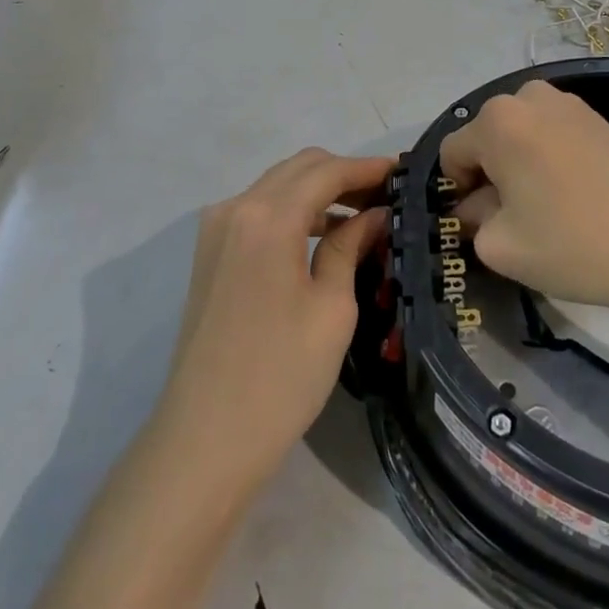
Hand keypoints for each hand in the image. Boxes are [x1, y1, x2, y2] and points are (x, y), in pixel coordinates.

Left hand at [153, 149, 391, 495]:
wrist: (204, 441)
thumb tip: (374, 214)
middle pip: (300, 168)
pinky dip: (294, 210)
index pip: (327, 171)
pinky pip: (259, 209)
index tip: (404, 172)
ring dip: (319, 190)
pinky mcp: (210, 252)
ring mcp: (217, 229)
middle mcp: (236, 208)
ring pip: (278, 185)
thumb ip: (350, 247)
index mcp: (268, 218)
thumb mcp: (331, 309)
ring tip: (363, 214)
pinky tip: (323, 234)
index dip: (367, 168)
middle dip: (344, 173)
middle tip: (386, 194)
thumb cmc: (280, 378)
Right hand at [439, 81, 608, 316]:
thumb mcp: (501, 246)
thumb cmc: (572, 244)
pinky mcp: (596, 116)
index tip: (478, 222)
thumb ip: (472, 220)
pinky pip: (550, 133)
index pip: (453, 152)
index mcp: (497, 121)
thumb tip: (475, 206)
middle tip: (512, 216)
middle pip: (487, 137)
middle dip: (489, 173)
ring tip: (543, 205)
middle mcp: (528, 96)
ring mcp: (567, 102)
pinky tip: (571, 194)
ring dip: (518, 163)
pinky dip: (547, 157)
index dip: (457, 190)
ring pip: (519, 133)